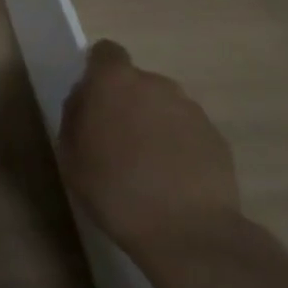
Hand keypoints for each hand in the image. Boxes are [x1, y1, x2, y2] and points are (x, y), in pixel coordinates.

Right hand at [59, 40, 240, 254]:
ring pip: (164, 107)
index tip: (96, 102)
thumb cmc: (116, 191)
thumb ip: (75, 117)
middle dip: (128, 104)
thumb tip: (85, 101)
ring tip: (150, 168)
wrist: (189, 234)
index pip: (106, 53)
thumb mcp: (71, 157)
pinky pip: (188, 132)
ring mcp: (190, 109)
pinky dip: (180, 148)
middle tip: (119, 143)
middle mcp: (155, 83)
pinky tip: (176, 183)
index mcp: (114, 81)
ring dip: (155, 125)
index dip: (99, 72)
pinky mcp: (216, 137)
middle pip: (137, 82)